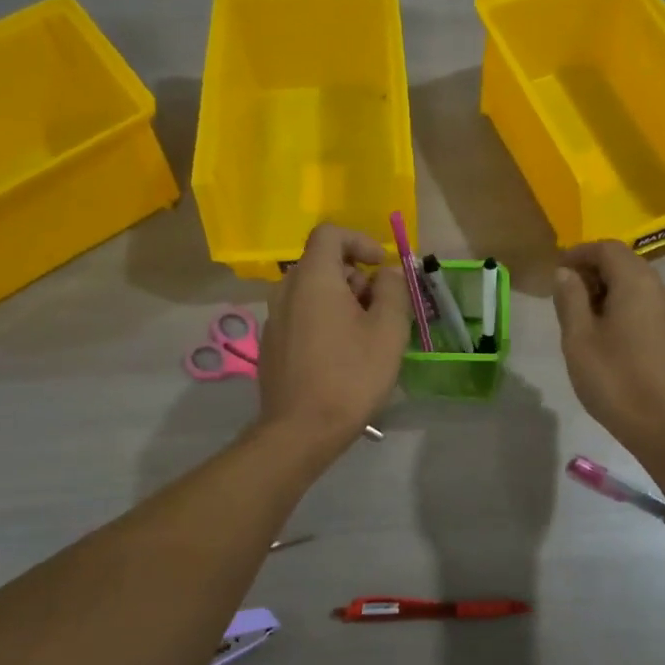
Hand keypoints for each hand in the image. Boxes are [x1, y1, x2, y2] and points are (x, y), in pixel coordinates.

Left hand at [257, 224, 410, 450]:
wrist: (301, 431)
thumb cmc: (351, 376)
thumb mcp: (388, 330)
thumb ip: (392, 290)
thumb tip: (386, 273)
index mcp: (312, 279)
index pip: (330, 233)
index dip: (360, 241)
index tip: (382, 267)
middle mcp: (285, 290)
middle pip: (322, 263)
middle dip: (356, 276)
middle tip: (381, 309)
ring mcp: (273, 318)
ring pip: (312, 291)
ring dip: (342, 300)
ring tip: (366, 335)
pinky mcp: (271, 344)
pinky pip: (301, 315)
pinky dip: (324, 319)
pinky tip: (342, 355)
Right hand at [552, 241, 664, 457]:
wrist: (663, 424)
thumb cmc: (614, 378)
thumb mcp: (579, 337)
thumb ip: (570, 298)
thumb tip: (566, 273)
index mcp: (635, 282)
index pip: (607, 248)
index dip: (579, 253)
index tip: (555, 270)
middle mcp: (657, 288)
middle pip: (623, 262)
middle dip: (592, 269)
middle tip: (563, 292)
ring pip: (634, 283)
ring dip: (605, 288)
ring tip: (578, 313)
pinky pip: (642, 303)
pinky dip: (620, 304)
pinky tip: (602, 331)